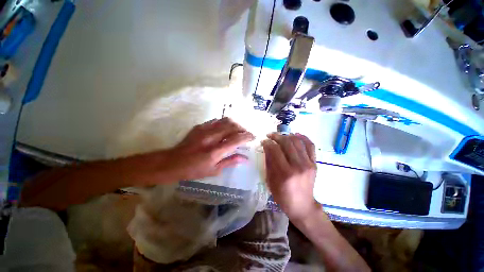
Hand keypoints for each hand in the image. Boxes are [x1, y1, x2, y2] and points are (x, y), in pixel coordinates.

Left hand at [167, 117, 254, 180]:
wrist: (173, 162)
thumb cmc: (194, 170)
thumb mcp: (214, 170)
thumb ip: (231, 162)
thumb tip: (245, 159)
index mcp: (216, 151)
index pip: (236, 140)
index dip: (247, 137)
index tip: (253, 137)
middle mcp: (211, 137)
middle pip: (232, 127)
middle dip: (242, 129)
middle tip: (246, 134)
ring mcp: (205, 130)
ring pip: (225, 121)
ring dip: (234, 124)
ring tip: (238, 130)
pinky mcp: (200, 126)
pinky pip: (216, 121)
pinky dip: (224, 123)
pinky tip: (225, 128)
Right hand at [262, 133, 319, 221]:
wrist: (302, 205)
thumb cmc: (283, 196)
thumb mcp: (270, 181)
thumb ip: (269, 162)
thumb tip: (266, 147)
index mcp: (285, 173)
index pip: (275, 150)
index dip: (268, 143)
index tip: (263, 141)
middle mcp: (298, 166)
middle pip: (287, 143)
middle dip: (276, 136)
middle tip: (270, 135)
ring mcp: (308, 164)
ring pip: (297, 142)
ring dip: (287, 135)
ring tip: (280, 135)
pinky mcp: (314, 163)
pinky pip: (310, 146)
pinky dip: (303, 137)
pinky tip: (295, 134)